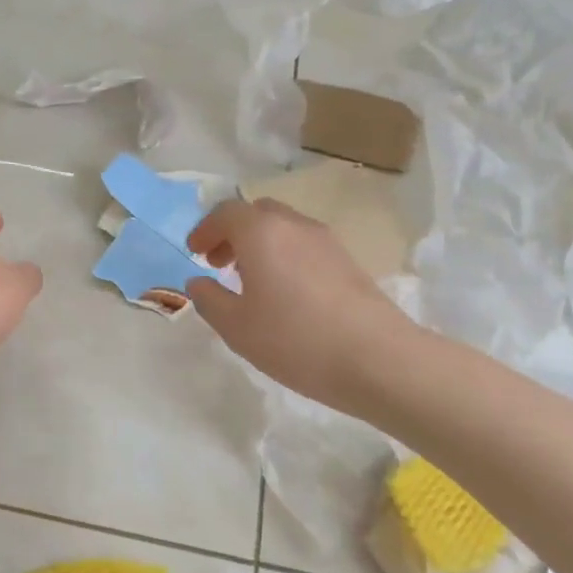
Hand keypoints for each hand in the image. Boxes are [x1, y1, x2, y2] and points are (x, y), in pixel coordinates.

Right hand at [185, 197, 412, 407]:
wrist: (379, 359)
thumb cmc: (295, 339)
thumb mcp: (236, 327)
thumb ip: (209, 299)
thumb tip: (198, 282)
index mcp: (261, 232)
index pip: (225, 213)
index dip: (205, 229)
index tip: (194, 253)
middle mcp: (293, 225)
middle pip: (257, 213)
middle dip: (233, 233)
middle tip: (219, 263)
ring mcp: (326, 241)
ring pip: (283, 228)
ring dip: (260, 245)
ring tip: (251, 281)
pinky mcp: (348, 261)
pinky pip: (304, 245)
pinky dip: (285, 256)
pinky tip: (285, 294)